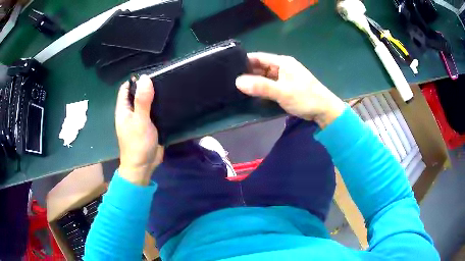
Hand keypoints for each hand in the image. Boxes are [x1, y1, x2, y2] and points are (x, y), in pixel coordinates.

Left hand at [115, 75, 163, 185]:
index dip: (135, 80)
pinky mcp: (149, 126)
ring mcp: (140, 119)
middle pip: (137, 94)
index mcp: (123, 109)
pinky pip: (153, 112)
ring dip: (154, 96)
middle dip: (147, 86)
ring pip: (146, 102)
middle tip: (163, 78)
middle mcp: (130, 112)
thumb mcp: (140, 121)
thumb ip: (142, 100)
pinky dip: (159, 106)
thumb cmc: (138, 144)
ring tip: (169, 86)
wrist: (144, 166)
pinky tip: (170, 102)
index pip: (126, 88)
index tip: (150, 73)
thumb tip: (145, 78)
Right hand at [236, 53, 345, 128]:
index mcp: (282, 62)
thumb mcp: (282, 91)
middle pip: (260, 67)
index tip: (229, 67)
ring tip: (236, 87)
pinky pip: (270, 85)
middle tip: (229, 79)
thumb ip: (261, 86)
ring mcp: (284, 77)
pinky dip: (261, 88)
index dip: (244, 61)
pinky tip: (252, 93)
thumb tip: (237, 81)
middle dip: (247, 72)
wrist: (324, 110)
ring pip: (265, 77)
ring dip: (254, 81)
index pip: (259, 57)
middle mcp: (282, 67)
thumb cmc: (305, 97)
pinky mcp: (286, 87)